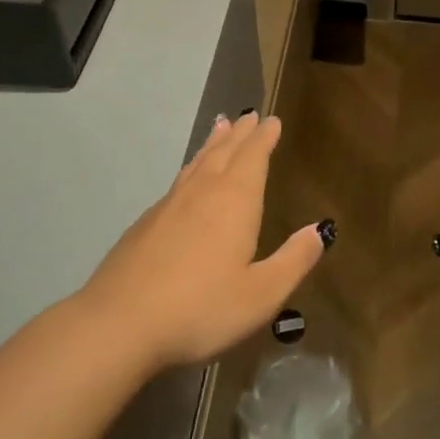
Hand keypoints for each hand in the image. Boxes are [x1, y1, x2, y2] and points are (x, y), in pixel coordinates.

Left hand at [79, 110, 326, 369]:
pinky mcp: (145, 223)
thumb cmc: (200, 309)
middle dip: (240, 134)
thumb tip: (320, 230)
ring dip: (213, 144)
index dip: (264, 138)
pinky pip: (178, 181)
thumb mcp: (261, 294)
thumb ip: (293, 260)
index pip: (254, 157)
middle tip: (249, 115)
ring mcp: (169, 205)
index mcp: (235, 201)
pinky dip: (191, 167)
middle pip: (224, 152)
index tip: (271, 120)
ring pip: (198, 163)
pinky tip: (188, 178)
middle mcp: (202, 192)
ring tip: (220, 127)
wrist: (120, 323)